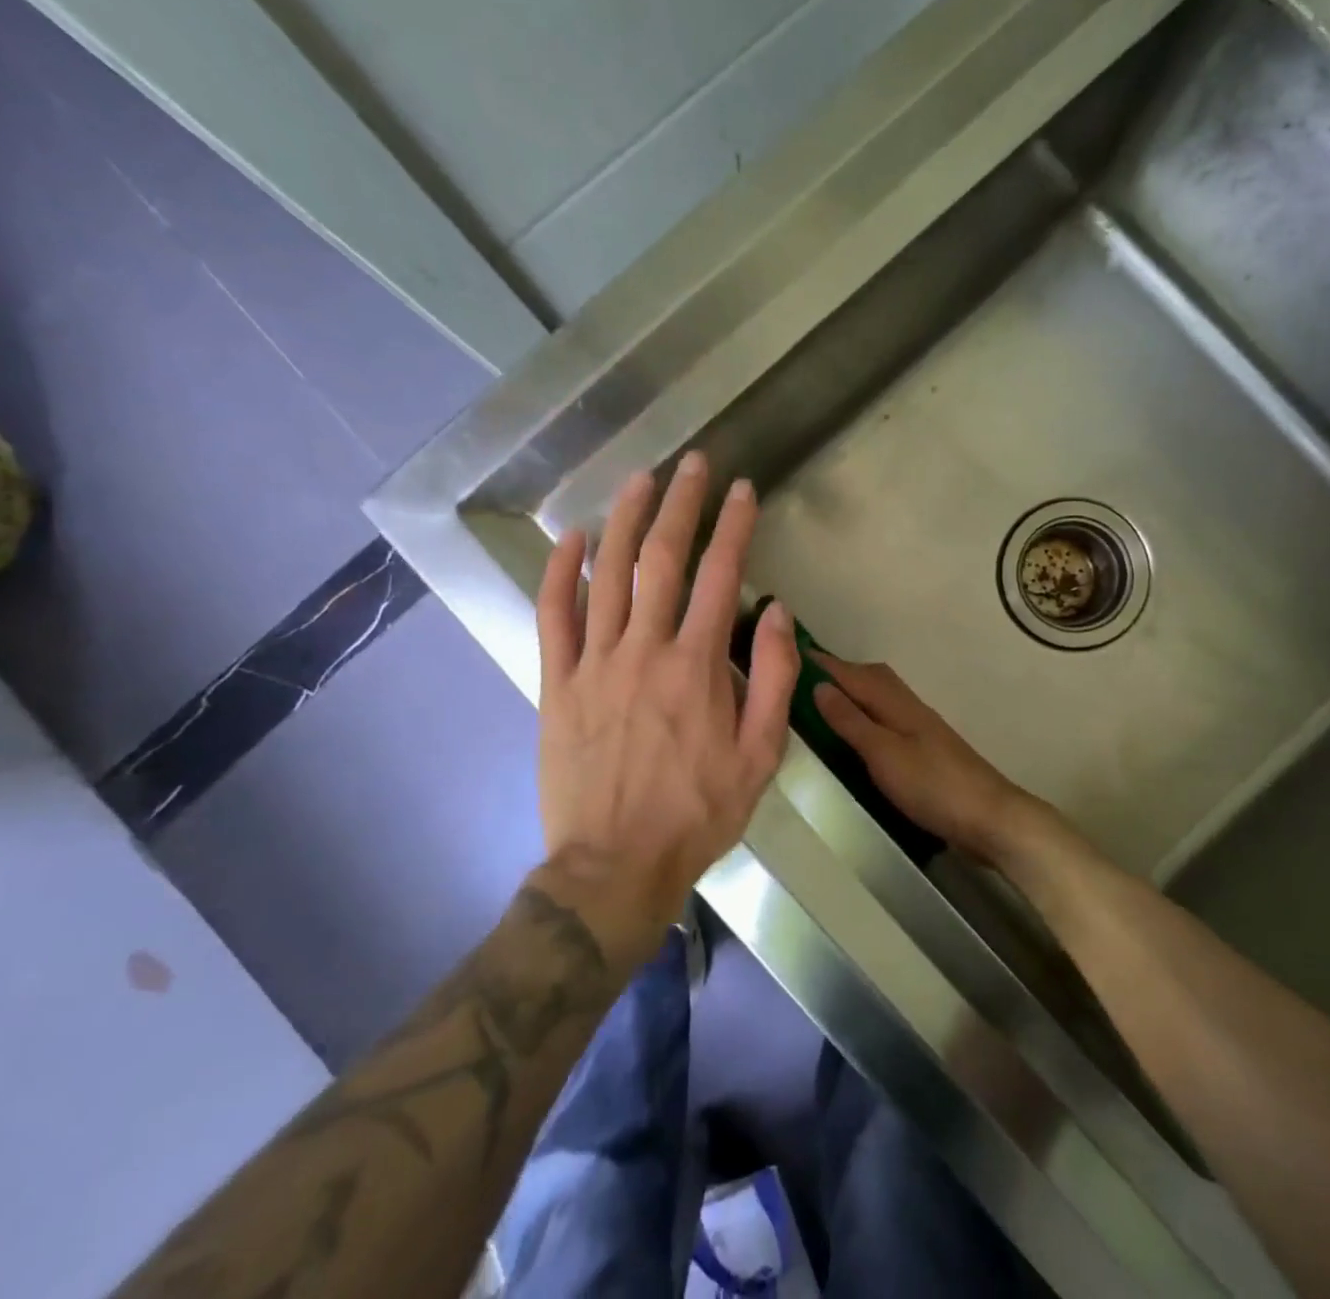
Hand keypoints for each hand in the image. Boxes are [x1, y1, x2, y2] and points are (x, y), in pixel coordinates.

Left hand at [535, 453, 798, 932]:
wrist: (615, 865)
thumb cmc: (697, 812)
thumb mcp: (760, 755)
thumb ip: (772, 678)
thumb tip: (776, 611)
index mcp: (698, 666)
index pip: (722, 576)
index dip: (734, 526)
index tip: (743, 490)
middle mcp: (645, 650)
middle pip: (663, 559)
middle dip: (681, 504)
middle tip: (691, 464)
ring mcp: (595, 663)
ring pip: (608, 575)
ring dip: (625, 520)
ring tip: (640, 479)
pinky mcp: (557, 683)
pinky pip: (553, 616)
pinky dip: (560, 572)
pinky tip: (571, 538)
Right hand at [812, 655, 1059, 866]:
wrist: (989, 817)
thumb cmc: (932, 785)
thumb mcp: (883, 754)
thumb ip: (851, 720)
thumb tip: (819, 686)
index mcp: (896, 703)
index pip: (852, 673)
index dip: (823, 662)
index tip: (790, 650)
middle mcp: (908, 707)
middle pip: (869, 678)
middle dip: (838, 672)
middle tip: (801, 679)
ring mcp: (919, 728)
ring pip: (880, 697)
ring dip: (852, 693)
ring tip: (822, 704)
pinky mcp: (925, 749)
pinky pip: (886, 718)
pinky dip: (866, 715)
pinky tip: (857, 734)